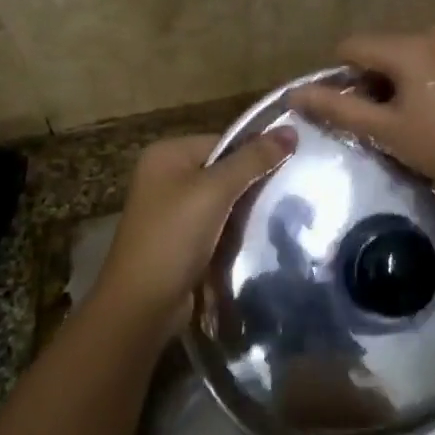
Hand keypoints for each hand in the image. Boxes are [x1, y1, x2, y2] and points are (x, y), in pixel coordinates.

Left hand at [92, 129, 295, 336]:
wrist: (142, 305)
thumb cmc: (174, 237)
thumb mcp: (215, 191)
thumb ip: (253, 159)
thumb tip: (291, 129)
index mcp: (166, 154)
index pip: (224, 141)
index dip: (256, 153)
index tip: (291, 166)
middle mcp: (165, 176)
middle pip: (223, 169)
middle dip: (253, 182)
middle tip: (291, 191)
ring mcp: (171, 210)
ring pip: (223, 199)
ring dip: (247, 209)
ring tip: (282, 213)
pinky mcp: (180, 239)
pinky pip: (216, 224)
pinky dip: (235, 230)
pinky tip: (260, 236)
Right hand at [289, 26, 434, 192]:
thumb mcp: (386, 131)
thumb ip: (338, 108)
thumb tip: (295, 94)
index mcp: (409, 46)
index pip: (352, 46)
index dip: (341, 77)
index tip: (352, 110)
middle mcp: (433, 32)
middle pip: (381, 48)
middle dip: (372, 80)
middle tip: (382, 120)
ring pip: (408, 53)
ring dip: (398, 79)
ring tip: (411, 117)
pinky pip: (434, 58)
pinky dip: (424, 76)